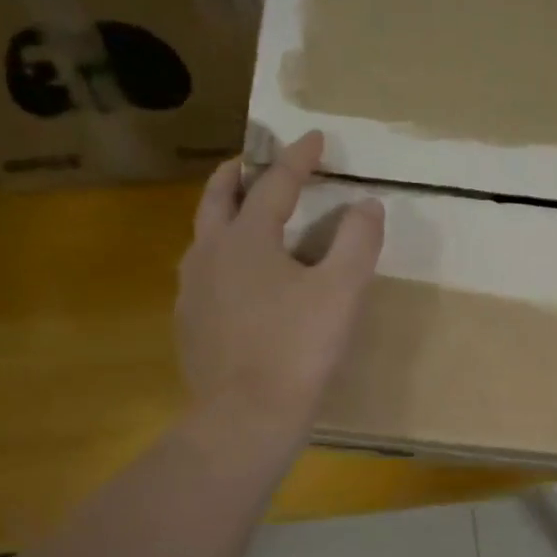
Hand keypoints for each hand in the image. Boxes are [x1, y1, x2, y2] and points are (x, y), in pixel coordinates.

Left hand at [176, 131, 384, 437]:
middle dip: (238, 173)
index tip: (316, 137)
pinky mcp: (189, 325)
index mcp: (246, 238)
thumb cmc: (297, 349)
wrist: (245, 418)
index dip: (298, 157)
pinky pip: (203, 277)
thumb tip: (367, 204)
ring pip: (203, 238)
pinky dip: (220, 260)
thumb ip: (357, 241)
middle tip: (252, 161)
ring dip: (223, 217)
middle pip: (218, 198)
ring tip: (243, 219)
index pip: (275, 183)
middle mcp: (209, 254)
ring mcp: (192, 292)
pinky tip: (236, 283)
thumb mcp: (341, 291)